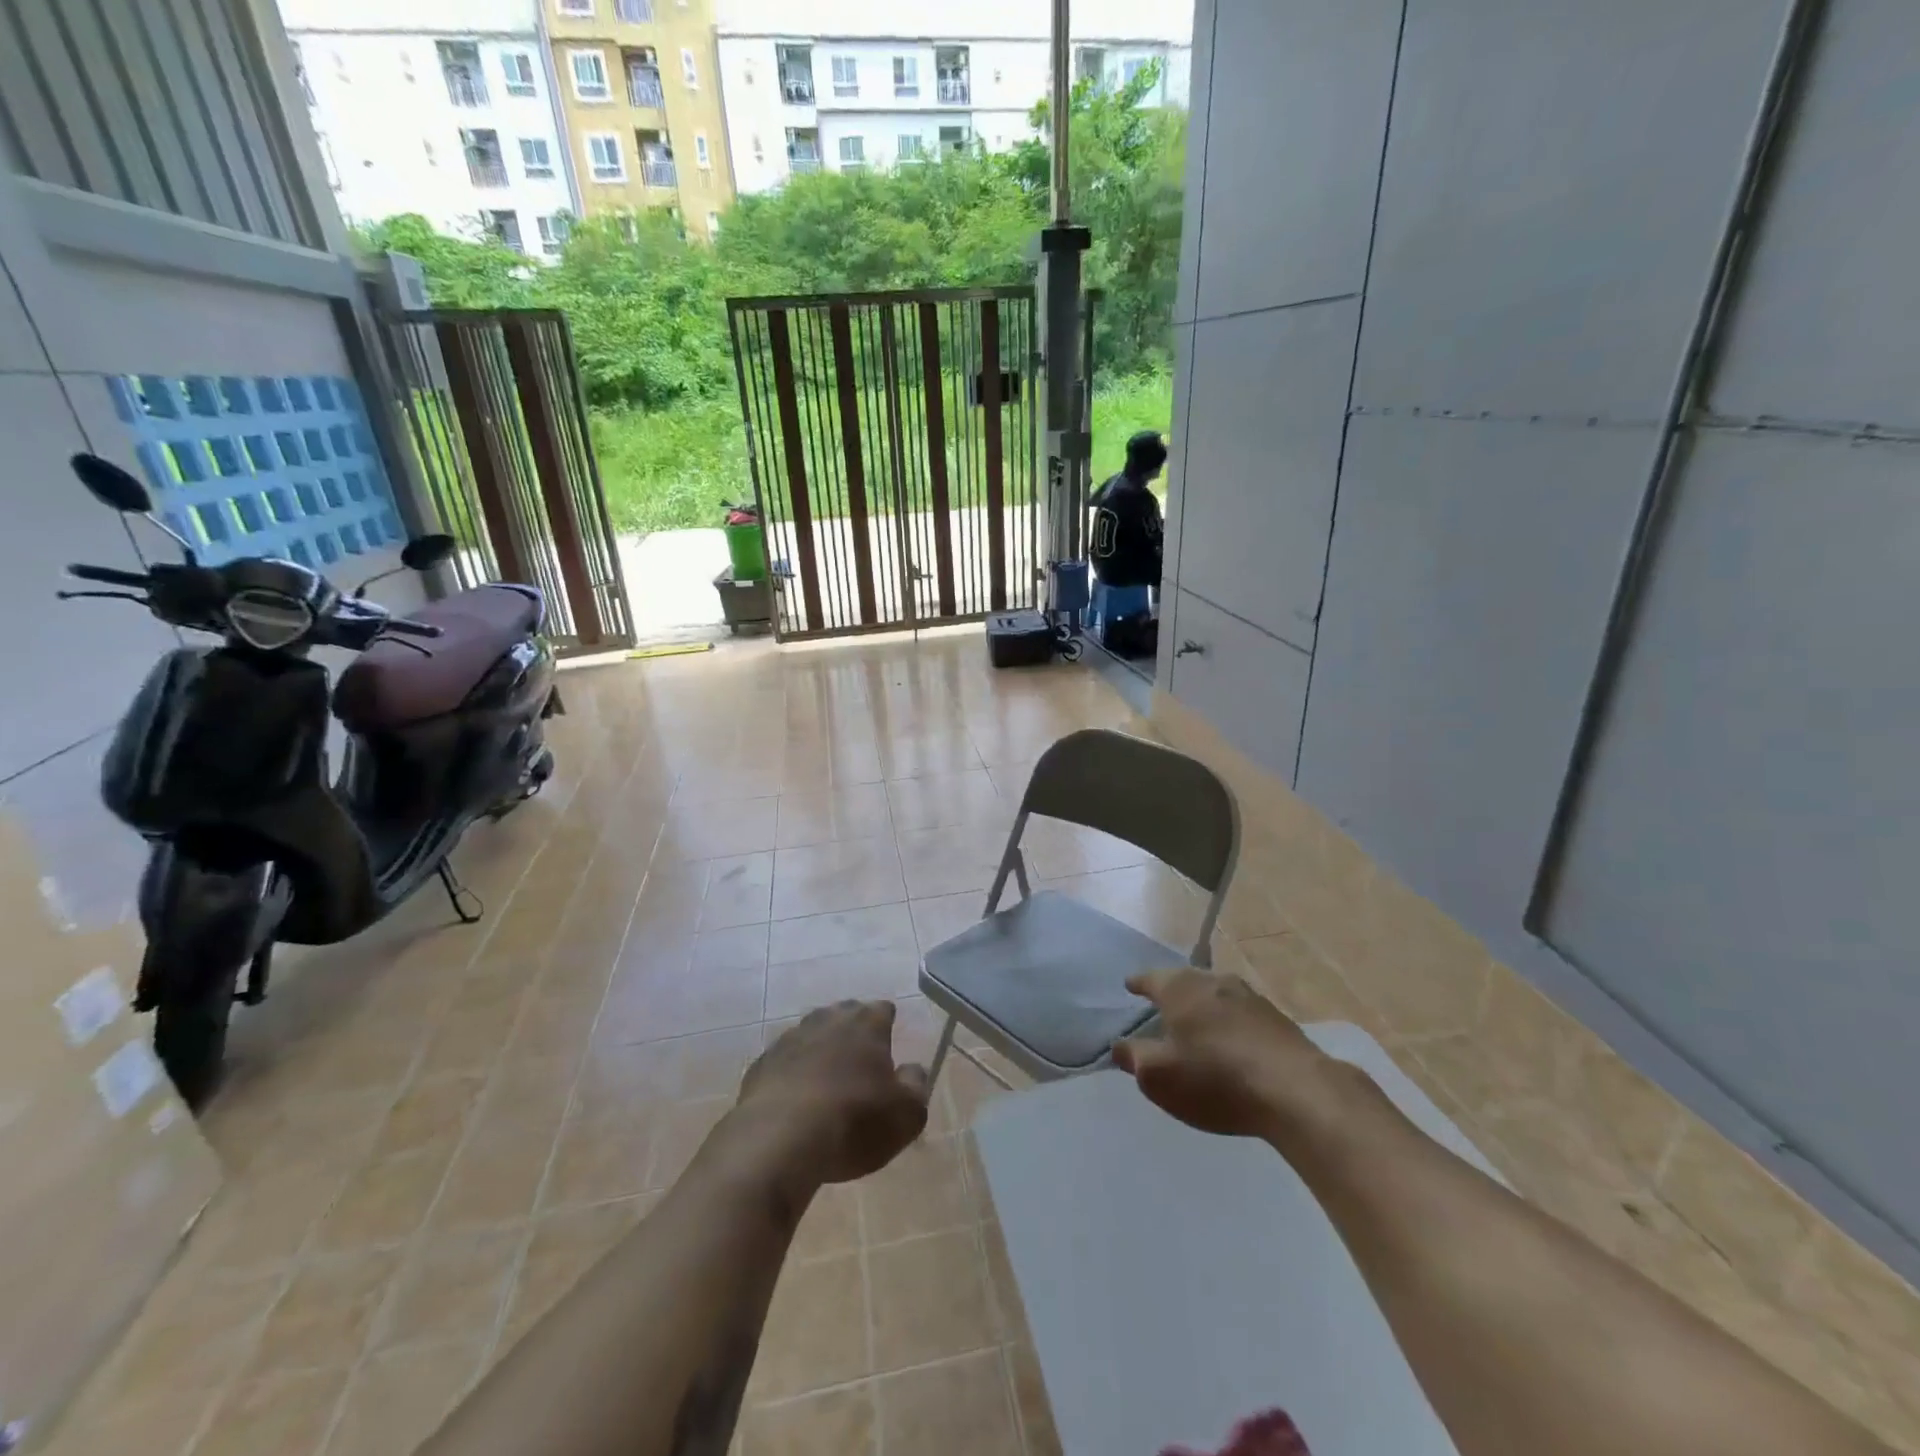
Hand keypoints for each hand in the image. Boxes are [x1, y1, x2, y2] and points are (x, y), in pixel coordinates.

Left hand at [735, 1000, 930, 1187]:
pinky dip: (792, 1075)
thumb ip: (916, 1086)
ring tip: (826, 1085)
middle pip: (845, 1015)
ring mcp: (789, 1039)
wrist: (778, 1141)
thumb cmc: (853, 1122)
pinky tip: (795, 1103)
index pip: (882, 1009)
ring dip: (820, 1053)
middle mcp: (827, 1019)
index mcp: (866, 1022)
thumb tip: (913, 1070)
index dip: (887, 1026)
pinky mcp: (761, 1065)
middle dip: (853, 1033)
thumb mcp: (906, 1115)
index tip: (889, 1048)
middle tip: (860, 1064)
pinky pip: (784, 1063)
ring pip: (812, 1036)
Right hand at [1113, 969, 1326, 1138]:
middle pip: (1185, 981)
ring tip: (1197, 1022)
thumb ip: (1134, 1057)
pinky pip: (1241, 1014)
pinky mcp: (1277, 1019)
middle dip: (1172, 991)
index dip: (1138, 984)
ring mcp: (1249, 997)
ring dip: (1204, 1006)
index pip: (1150, 978)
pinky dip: (1229, 1022)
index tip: (1129, 985)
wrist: (1296, 1091)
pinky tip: (1231, 1040)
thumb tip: (1119, 1046)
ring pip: (1216, 994)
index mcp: (1179, 988)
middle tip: (1161, 1005)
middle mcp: (1213, 981)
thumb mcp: (1158, 1076)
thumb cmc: (1215, 1079)